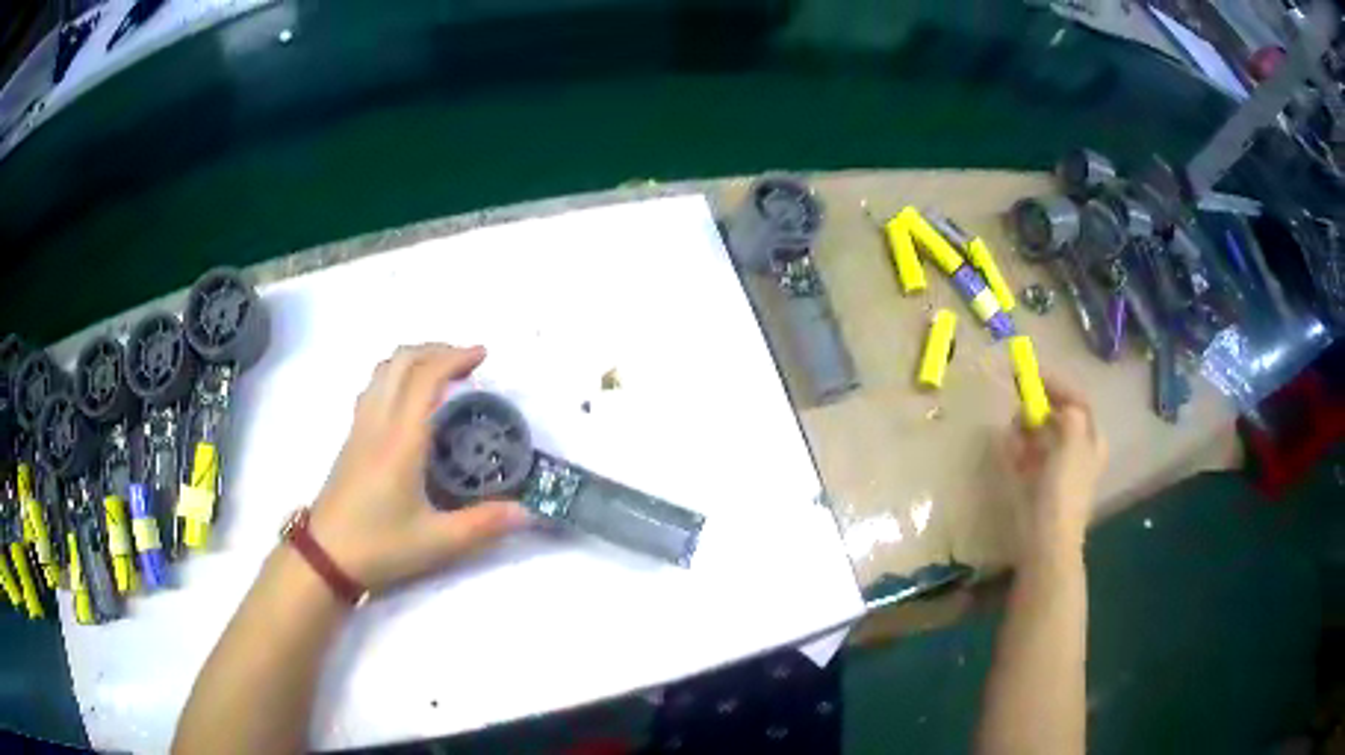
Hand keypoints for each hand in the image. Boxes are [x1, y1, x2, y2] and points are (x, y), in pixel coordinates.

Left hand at [308, 344, 528, 592]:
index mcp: (401, 440)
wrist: (325, 557)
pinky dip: (396, 375)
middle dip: (436, 349)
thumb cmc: (380, 546)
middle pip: (402, 361)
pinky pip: (373, 387)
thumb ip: (483, 525)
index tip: (483, 356)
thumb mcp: (437, 542)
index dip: (454, 357)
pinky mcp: (351, 438)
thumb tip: (527, 512)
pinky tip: (409, 400)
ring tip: (440, 373)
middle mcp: (378, 422)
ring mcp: (360, 427)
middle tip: (466, 361)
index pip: (425, 377)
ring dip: (414, 359)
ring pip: (383, 370)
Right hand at [999, 376, 1107, 551]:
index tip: (1034, 374)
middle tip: (1021, 402)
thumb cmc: (1065, 488)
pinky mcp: (1035, 482)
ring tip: (1014, 431)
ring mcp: (1054, 466)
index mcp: (1091, 440)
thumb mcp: (1074, 442)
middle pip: (1056, 415)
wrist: (1046, 539)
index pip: (1077, 401)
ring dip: (1024, 428)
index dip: (1058, 385)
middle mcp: (1076, 450)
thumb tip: (1060, 405)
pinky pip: (1023, 455)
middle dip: (1037, 407)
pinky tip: (1009, 451)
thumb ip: (1071, 414)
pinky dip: (1015, 448)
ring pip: (1037, 433)